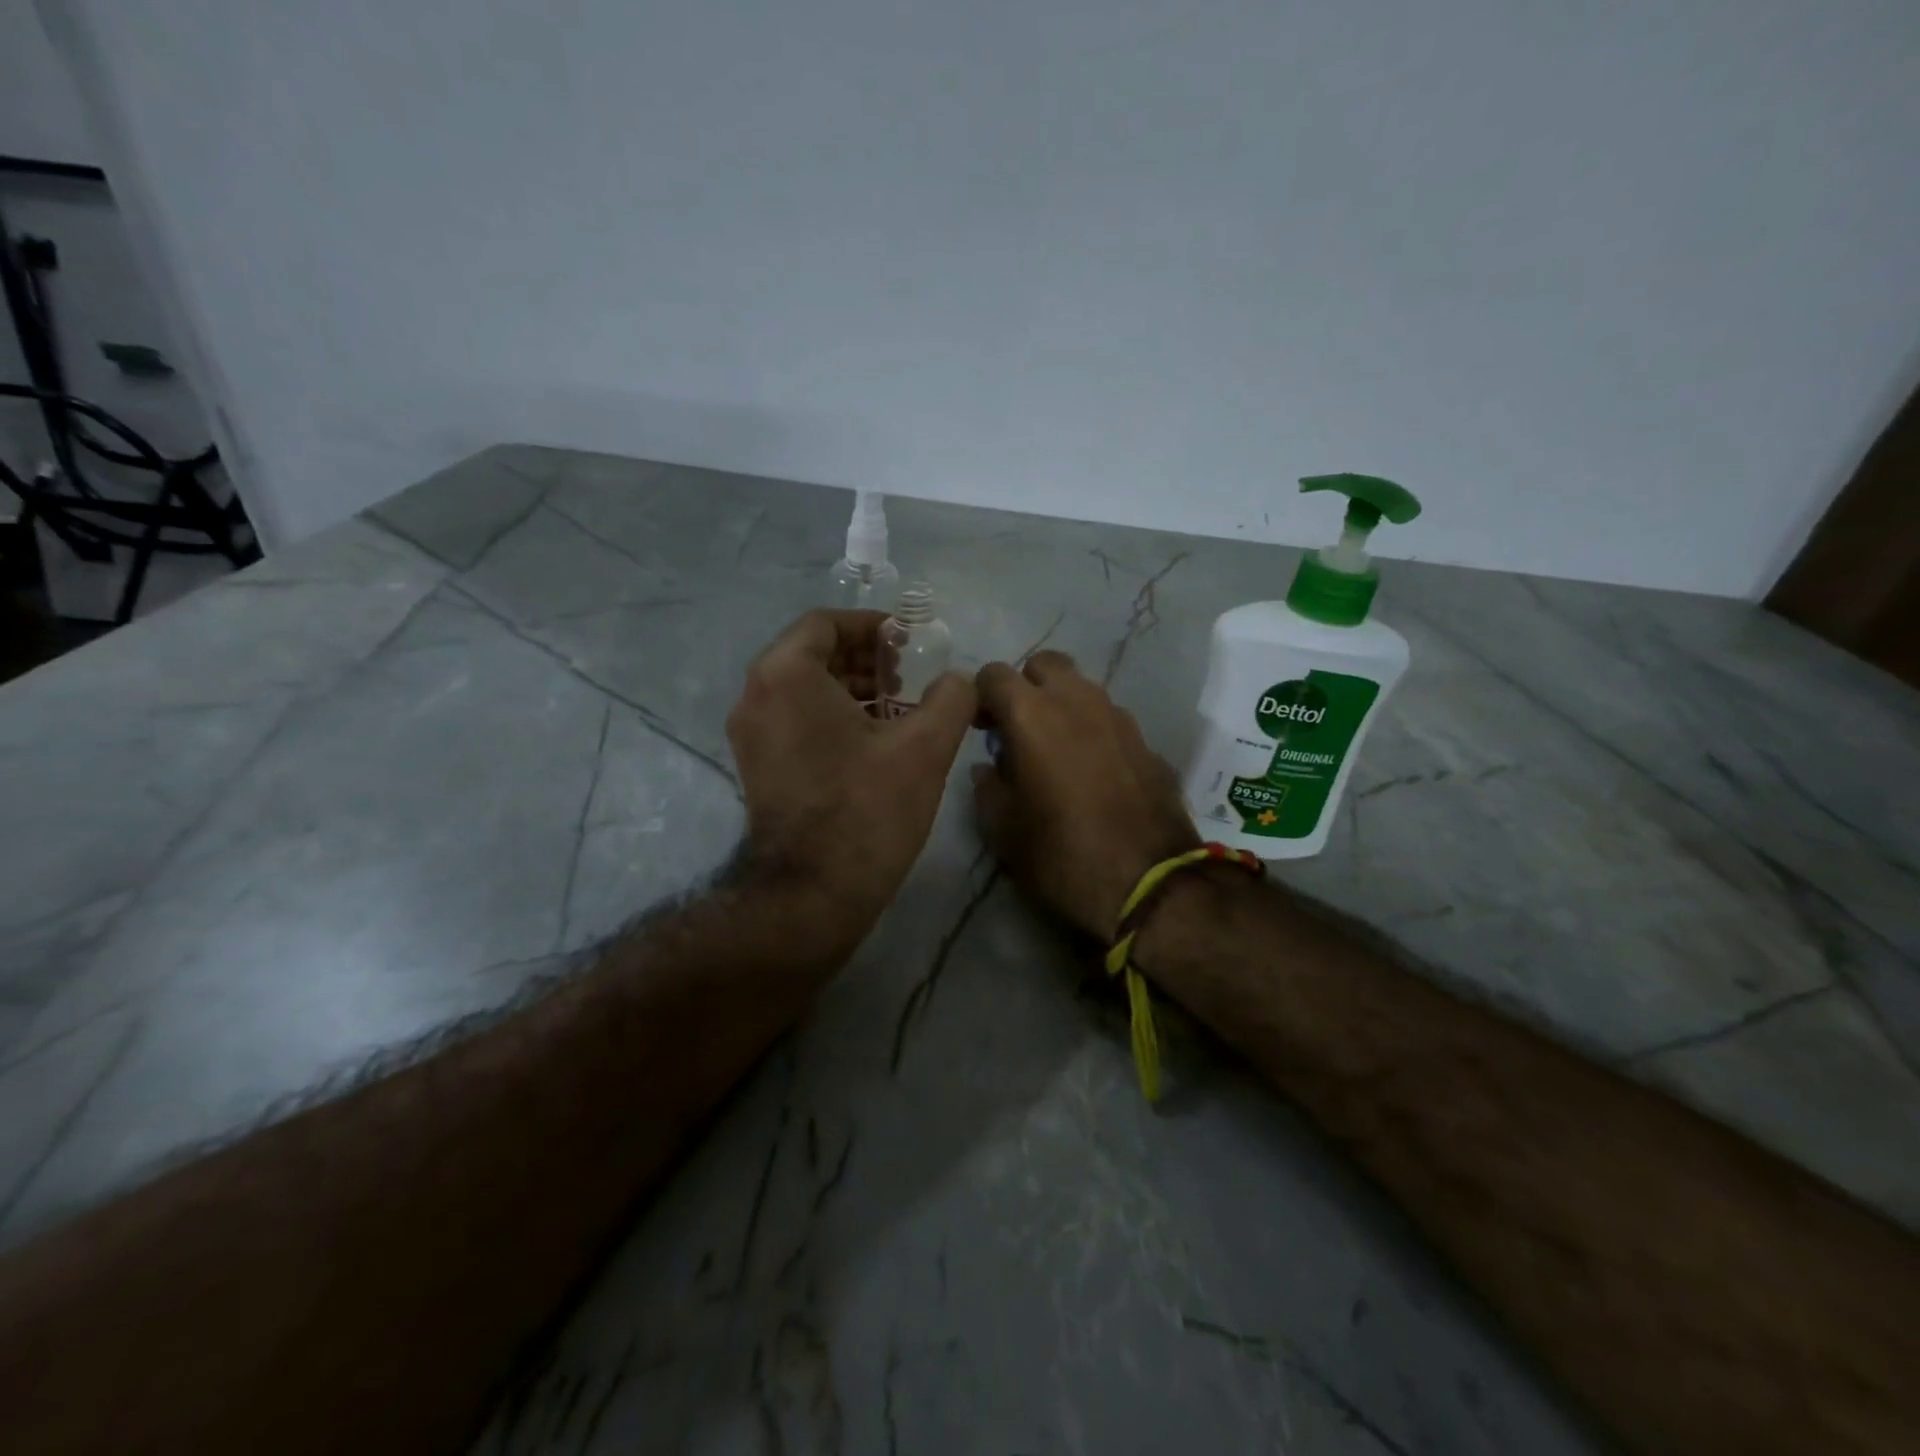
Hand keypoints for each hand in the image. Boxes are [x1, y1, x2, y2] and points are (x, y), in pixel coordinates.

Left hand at [726, 610, 976, 955]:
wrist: (812, 893)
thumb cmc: (866, 808)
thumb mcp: (925, 747)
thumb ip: (950, 698)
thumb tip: (958, 681)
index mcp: (786, 675)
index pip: (826, 623)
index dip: (872, 626)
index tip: (909, 642)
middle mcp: (756, 695)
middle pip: (812, 654)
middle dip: (865, 658)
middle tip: (909, 676)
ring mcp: (750, 734)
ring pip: (803, 689)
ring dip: (851, 688)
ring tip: (899, 708)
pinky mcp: (756, 766)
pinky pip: (795, 719)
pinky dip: (832, 715)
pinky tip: (875, 740)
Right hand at [972, 651, 1199, 938]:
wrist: (1150, 884)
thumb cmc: (1062, 856)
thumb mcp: (1004, 831)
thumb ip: (987, 788)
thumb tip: (988, 767)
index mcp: (1032, 715)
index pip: (994, 674)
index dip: (980, 696)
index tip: (979, 728)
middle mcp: (1077, 701)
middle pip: (1045, 664)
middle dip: (1025, 686)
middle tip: (1017, 729)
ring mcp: (1119, 717)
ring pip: (1081, 688)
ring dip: (1061, 705)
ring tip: (1054, 750)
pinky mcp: (1146, 741)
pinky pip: (1109, 718)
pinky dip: (1092, 729)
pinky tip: (1091, 770)